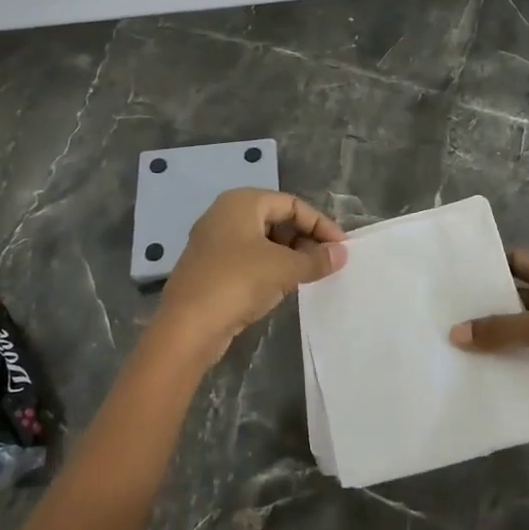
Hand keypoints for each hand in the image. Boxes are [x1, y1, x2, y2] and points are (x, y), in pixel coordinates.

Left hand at [156, 189, 345, 364]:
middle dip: (305, 239)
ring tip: (310, 276)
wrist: (186, 327)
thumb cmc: (237, 282)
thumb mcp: (284, 269)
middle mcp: (225, 214)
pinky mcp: (210, 268)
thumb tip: (342, 254)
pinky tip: (284, 287)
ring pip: (262, 241)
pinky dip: (270, 268)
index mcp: (242, 202)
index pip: (292, 204)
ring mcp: (214, 242)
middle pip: (276, 219)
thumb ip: (315, 259)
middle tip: (327, 263)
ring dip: (289, 256)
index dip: (320, 224)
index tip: (341, 248)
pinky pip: (249, 259)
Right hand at [450, 248, 528, 438]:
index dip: (488, 262)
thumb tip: (454, 333)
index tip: (450, 267)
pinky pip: (516, 371)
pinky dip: (496, 373)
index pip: (515, 262)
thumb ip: (501, 328)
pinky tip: (462, 375)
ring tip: (438, 343)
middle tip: (434, 308)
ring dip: (484, 343)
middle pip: (507, 302)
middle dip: (477, 306)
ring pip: (509, 338)